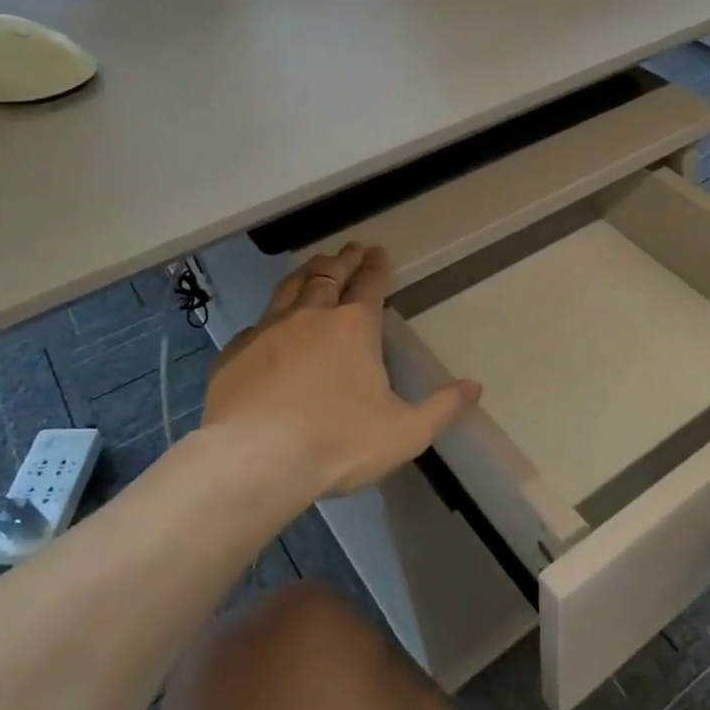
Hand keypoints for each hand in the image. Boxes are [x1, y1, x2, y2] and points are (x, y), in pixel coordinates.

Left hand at [200, 243, 480, 498]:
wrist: (252, 460)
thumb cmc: (338, 443)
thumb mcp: (406, 432)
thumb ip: (443, 408)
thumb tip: (475, 387)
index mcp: (354, 327)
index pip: (370, 285)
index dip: (377, 266)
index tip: (380, 253)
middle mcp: (310, 317)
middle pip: (328, 275)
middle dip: (344, 260)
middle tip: (352, 249)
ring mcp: (267, 331)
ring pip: (289, 288)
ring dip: (307, 273)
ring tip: (315, 266)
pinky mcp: (234, 354)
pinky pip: (257, 323)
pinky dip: (271, 315)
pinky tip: (270, 325)